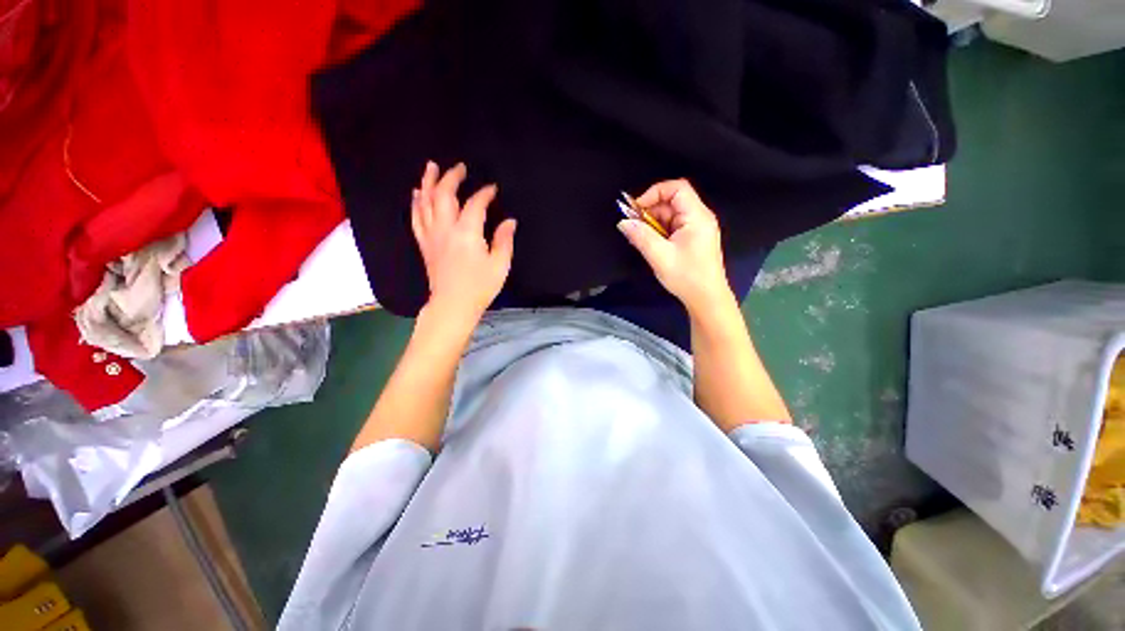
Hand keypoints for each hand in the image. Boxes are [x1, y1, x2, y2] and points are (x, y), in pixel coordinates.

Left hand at [412, 161, 516, 320]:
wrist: (453, 305)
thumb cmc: (480, 287)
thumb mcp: (499, 265)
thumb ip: (504, 240)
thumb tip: (510, 221)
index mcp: (467, 233)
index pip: (475, 204)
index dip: (484, 193)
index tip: (492, 189)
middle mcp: (445, 229)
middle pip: (443, 195)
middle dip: (451, 177)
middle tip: (459, 167)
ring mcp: (431, 236)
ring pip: (425, 202)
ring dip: (428, 182)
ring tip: (431, 167)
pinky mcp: (424, 244)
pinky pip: (416, 218)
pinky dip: (416, 203)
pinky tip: (417, 194)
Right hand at [617, 179, 732, 312]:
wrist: (706, 299)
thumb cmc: (686, 277)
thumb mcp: (660, 256)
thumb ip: (641, 236)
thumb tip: (623, 222)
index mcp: (697, 217)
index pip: (678, 188)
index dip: (655, 192)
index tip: (637, 209)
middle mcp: (700, 218)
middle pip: (673, 202)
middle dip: (651, 211)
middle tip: (634, 226)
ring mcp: (697, 229)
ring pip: (671, 215)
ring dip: (654, 223)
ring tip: (641, 238)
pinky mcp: (693, 239)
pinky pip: (673, 227)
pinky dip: (660, 232)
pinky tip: (651, 244)